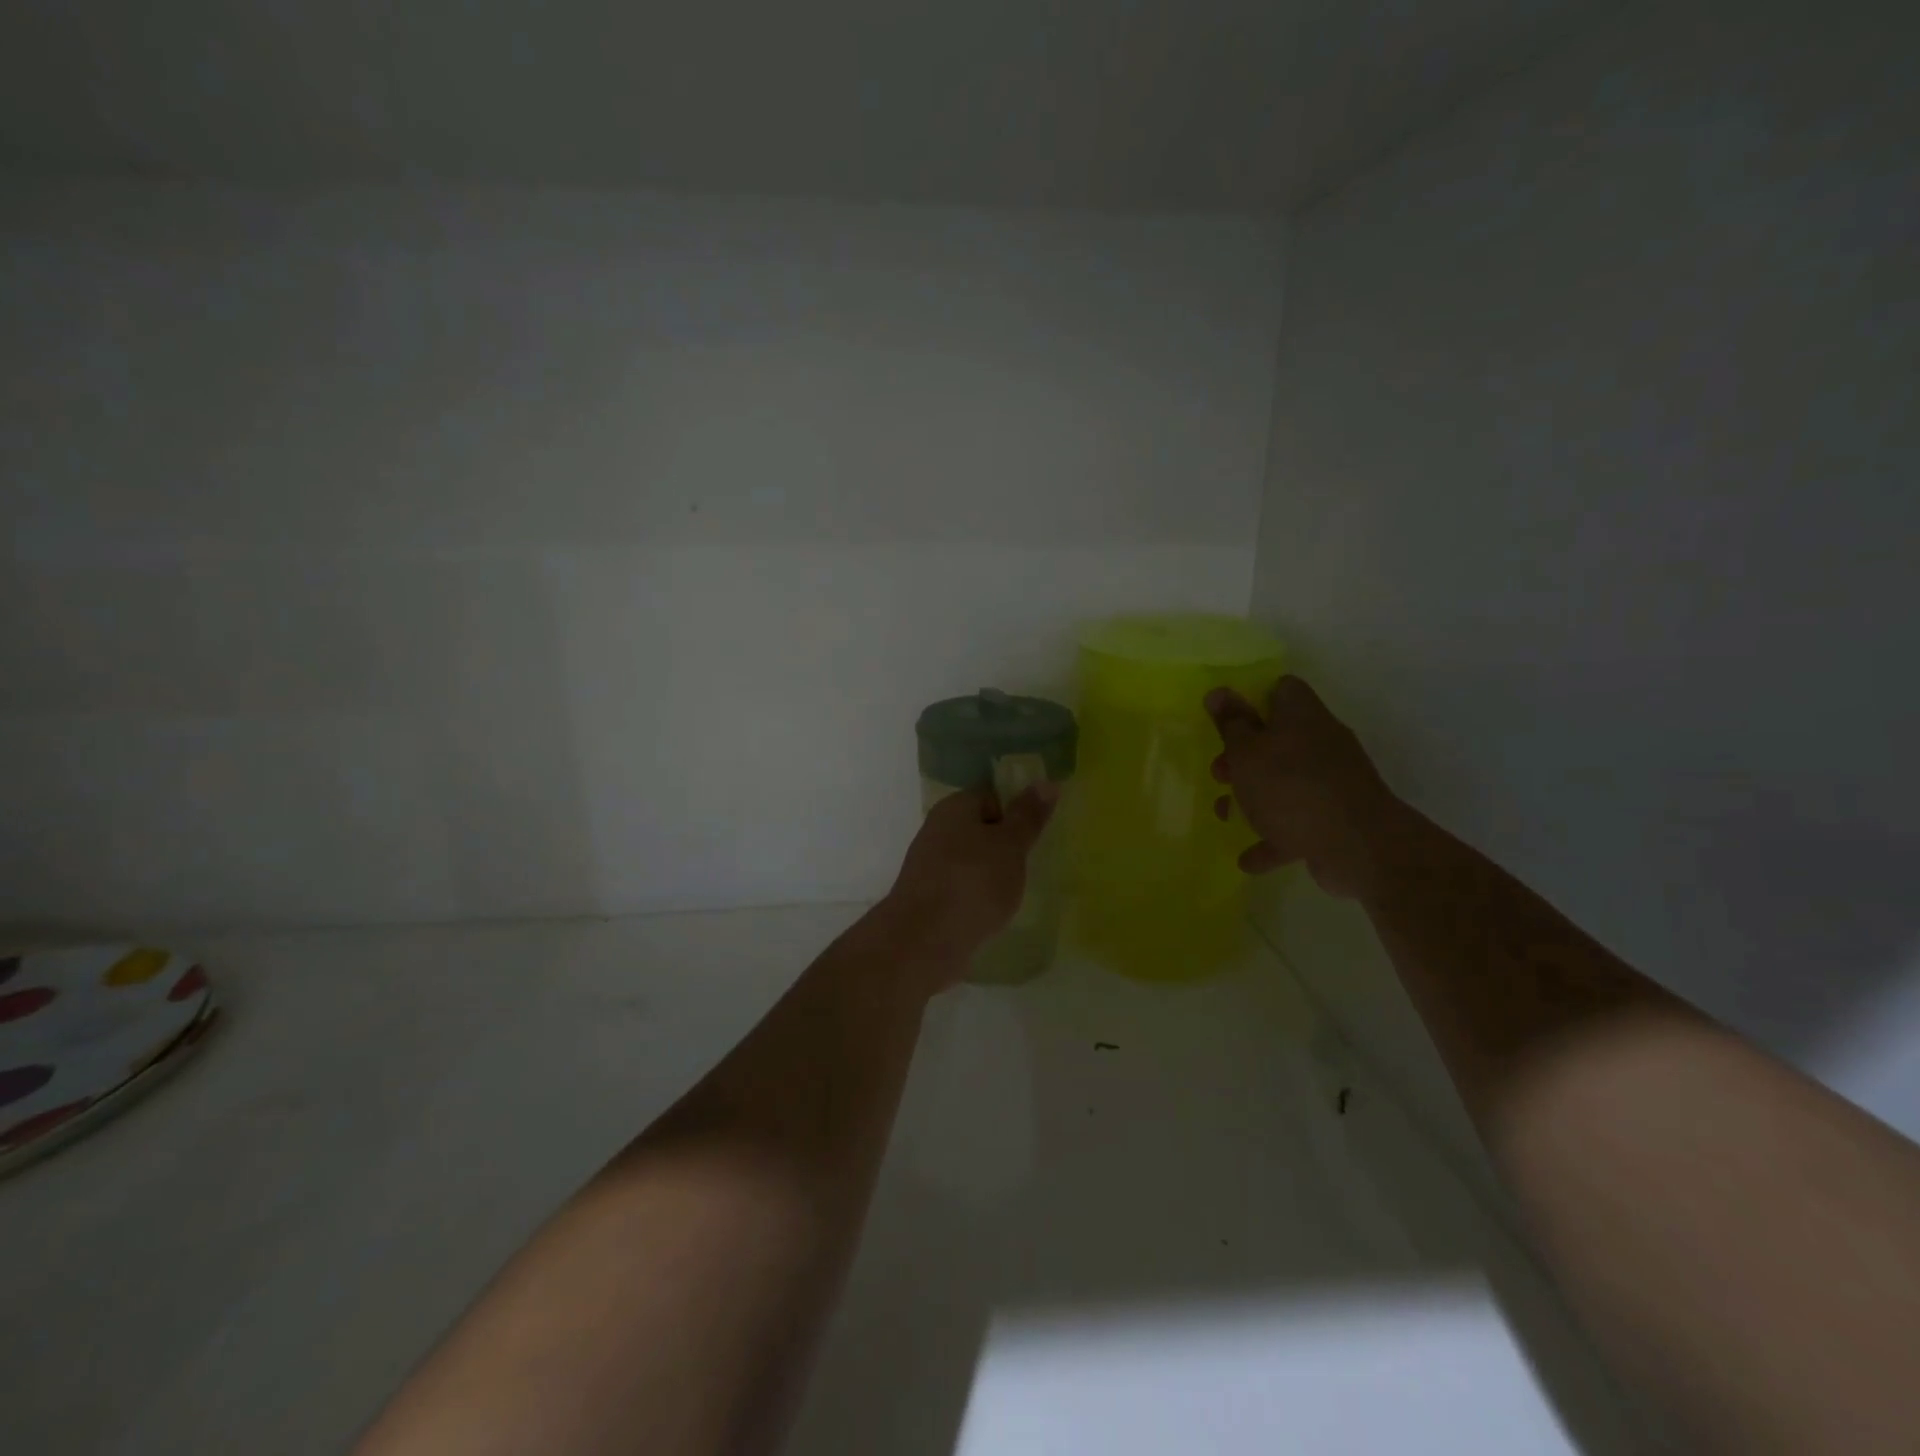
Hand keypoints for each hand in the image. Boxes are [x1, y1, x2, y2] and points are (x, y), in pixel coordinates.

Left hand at [881, 784, 1059, 986]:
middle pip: (980, 827)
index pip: (991, 795)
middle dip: (1006, 844)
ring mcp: (929, 864)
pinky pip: (962, 886)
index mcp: (954, 807)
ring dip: (992, 872)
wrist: (924, 941)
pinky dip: (978, 895)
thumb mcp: (1010, 846)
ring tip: (1015, 891)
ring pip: (971, 859)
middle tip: (1031, 863)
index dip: (1016, 812)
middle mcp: (937, 829)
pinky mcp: (929, 897)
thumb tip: (1046, 781)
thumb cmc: (973, 883)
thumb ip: (1028, 816)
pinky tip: (992, 912)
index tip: (1037, 834)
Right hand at [1206, 676, 1401, 900]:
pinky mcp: (1335, 818)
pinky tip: (1248, 857)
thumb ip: (1230, 725)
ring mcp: (1332, 782)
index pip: (1281, 690)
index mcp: (1302, 716)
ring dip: (1253, 797)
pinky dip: (1273, 836)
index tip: (1226, 721)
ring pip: (1285, 782)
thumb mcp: (1246, 753)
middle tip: (1220, 774)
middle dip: (1244, 757)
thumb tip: (1218, 691)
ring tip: (1226, 816)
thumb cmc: (1291, 788)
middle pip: (1278, 738)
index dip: (1252, 700)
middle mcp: (1321, 742)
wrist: (1358, 847)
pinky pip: (1296, 822)